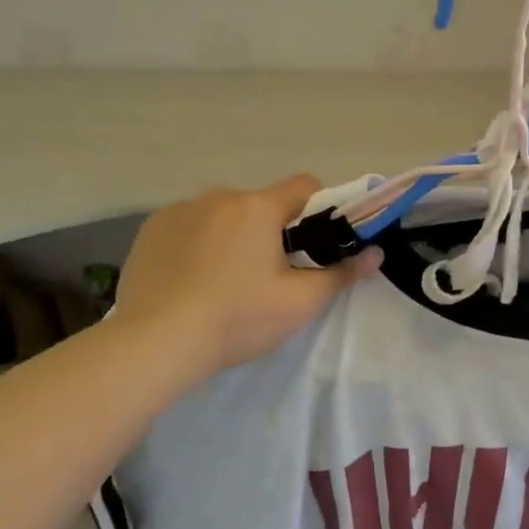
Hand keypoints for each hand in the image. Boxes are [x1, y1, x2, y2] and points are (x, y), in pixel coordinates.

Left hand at [116, 175, 379, 378]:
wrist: (157, 342)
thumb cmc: (237, 319)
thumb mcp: (298, 303)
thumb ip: (341, 274)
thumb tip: (376, 254)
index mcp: (258, 207)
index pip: (304, 186)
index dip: (320, 209)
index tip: (316, 243)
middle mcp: (218, 196)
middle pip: (261, 204)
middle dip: (272, 230)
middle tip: (270, 275)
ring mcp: (179, 209)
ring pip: (223, 214)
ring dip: (232, 235)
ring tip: (224, 281)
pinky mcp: (151, 228)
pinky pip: (189, 225)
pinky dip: (198, 243)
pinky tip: (191, 279)